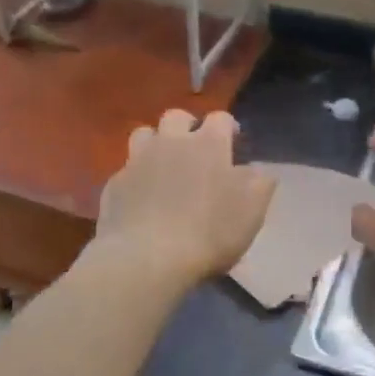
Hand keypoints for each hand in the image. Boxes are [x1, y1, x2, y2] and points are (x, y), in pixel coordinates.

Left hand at [96, 109, 276, 288]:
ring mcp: (138, 161)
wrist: (146, 259)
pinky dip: (136, 179)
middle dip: (187, 126)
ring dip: (156, 144)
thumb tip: (258, 171)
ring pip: (145, 135)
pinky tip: (141, 200)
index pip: (220, 118)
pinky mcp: (114, 185)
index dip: (228, 127)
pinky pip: (126, 171)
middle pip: (176, 116)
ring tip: (163, 166)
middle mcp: (171, 142)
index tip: (233, 143)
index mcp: (208, 144)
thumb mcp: (252, 211)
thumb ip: (260, 184)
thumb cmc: (208, 231)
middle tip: (195, 150)